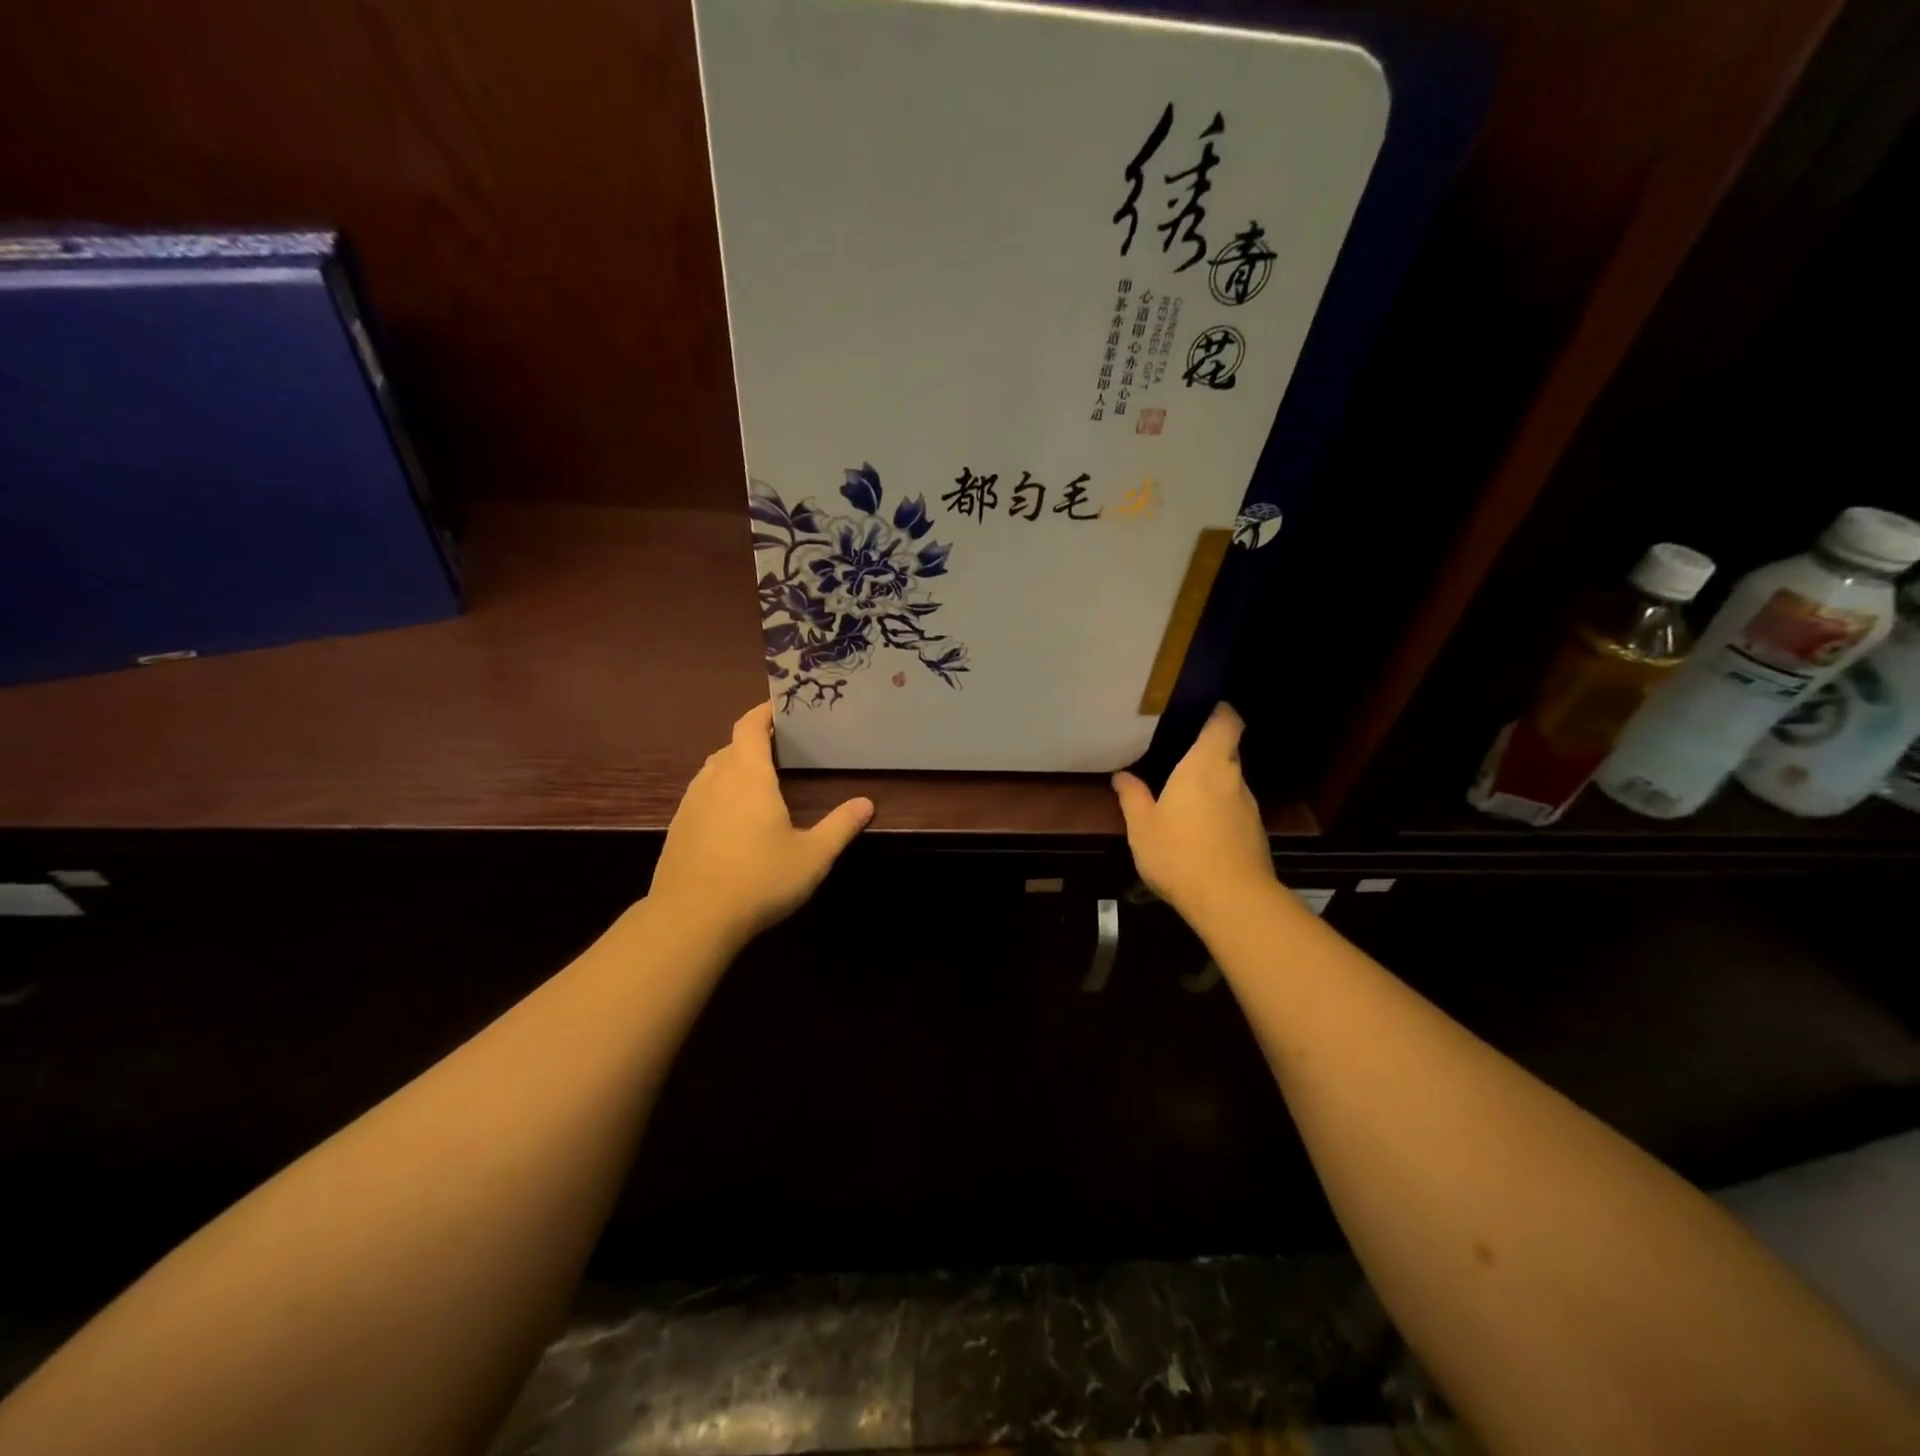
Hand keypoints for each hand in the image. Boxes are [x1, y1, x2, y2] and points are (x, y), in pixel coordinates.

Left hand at [649, 703, 873, 945]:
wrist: (690, 920)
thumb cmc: (759, 880)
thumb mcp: (812, 856)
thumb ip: (840, 826)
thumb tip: (866, 803)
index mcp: (748, 776)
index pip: (749, 726)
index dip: (763, 712)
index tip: (781, 707)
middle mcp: (715, 781)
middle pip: (731, 746)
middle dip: (753, 741)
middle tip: (781, 749)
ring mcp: (691, 805)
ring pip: (712, 771)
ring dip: (733, 766)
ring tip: (758, 781)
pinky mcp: (678, 829)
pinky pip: (700, 796)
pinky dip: (718, 792)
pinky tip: (732, 819)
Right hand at [1112, 703, 1275, 924]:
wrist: (1231, 900)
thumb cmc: (1179, 853)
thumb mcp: (1142, 826)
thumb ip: (1132, 797)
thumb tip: (1122, 776)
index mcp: (1204, 766)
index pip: (1225, 724)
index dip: (1221, 713)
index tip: (1209, 709)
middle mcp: (1232, 779)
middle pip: (1228, 753)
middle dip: (1208, 753)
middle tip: (1181, 758)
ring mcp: (1249, 808)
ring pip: (1231, 784)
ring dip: (1213, 786)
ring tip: (1186, 799)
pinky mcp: (1255, 834)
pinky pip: (1235, 810)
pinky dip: (1220, 812)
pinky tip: (1200, 831)